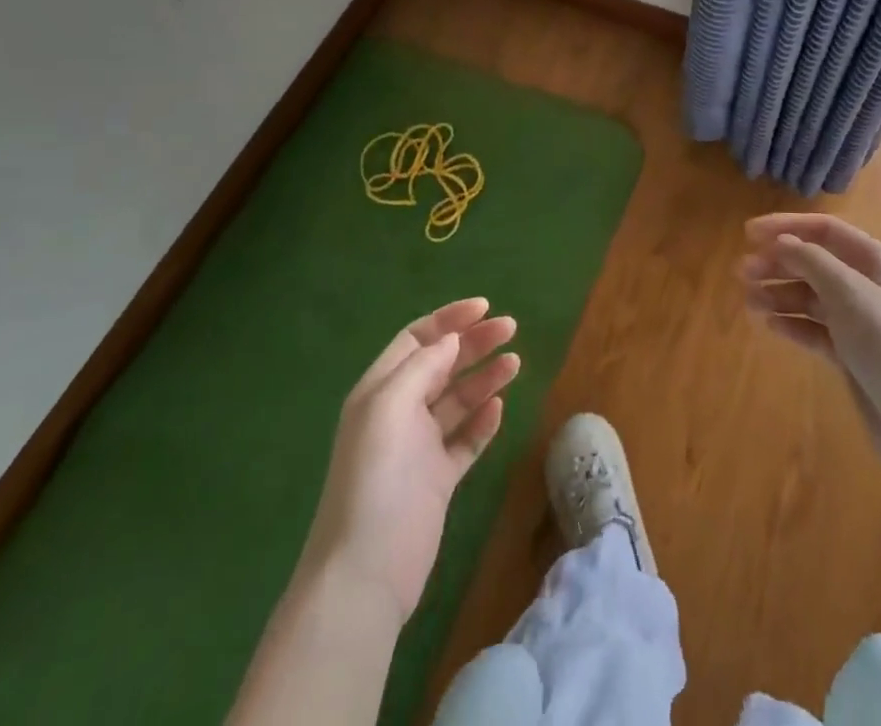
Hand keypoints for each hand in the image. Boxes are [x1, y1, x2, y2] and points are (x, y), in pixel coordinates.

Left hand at [307, 299, 519, 623]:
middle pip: (441, 365)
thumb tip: (451, 340)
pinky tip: (499, 409)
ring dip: (484, 377)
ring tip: (514, 363)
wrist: (365, 573)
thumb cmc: (376, 478)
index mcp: (380, 391)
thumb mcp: (390, 407)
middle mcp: (399, 413)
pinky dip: (482, 421)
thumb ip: (422, 367)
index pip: (417, 340)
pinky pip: (464, 440)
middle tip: (510, 329)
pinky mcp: (437, 480)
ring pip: (457, 400)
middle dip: (474, 343)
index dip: (449, 320)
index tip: (485, 308)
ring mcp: (419, 448)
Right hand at [740, 214, 880, 477]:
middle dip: (777, 263)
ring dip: (779, 294)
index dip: (786, 227)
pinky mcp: (850, 354)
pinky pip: (814, 329)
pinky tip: (771, 326)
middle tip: (742, 272)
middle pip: (813, 262)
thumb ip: (813, 263)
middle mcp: (866, 285)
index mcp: (874, 261)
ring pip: (810, 297)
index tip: (748, 233)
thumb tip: (781, 241)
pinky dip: (792, 324)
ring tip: (748, 301)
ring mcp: (858, 321)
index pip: (824, 230)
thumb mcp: (850, 296)